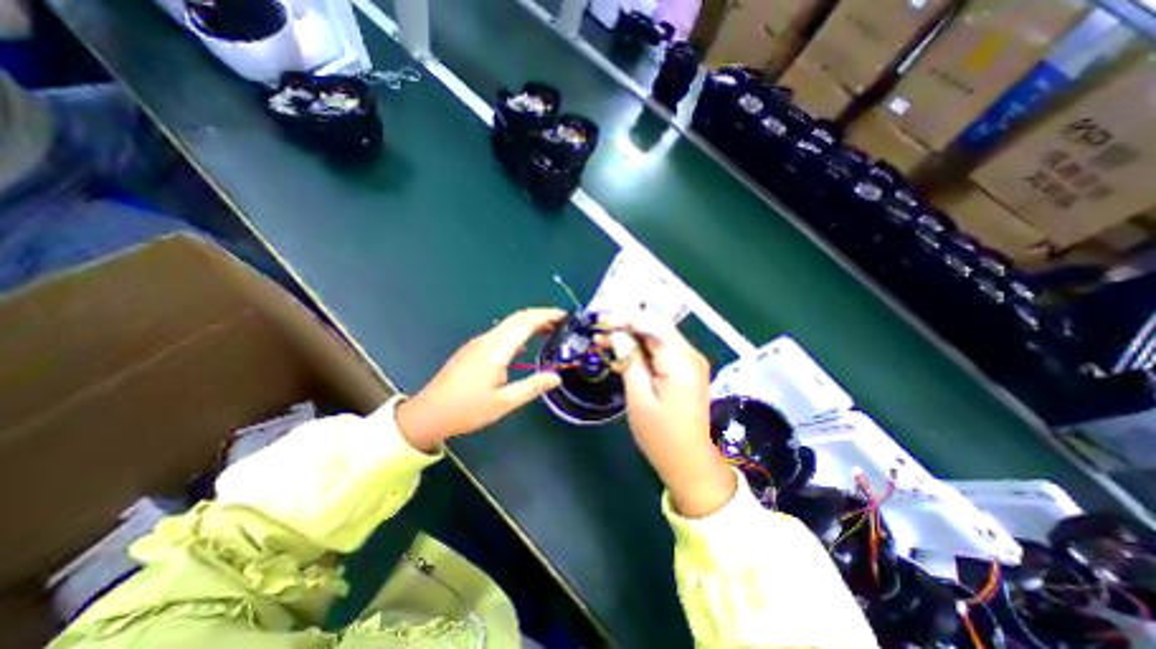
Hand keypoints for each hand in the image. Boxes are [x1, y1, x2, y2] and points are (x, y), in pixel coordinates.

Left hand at [397, 307, 566, 451]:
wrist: (428, 414)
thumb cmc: (467, 410)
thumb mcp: (504, 403)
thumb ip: (532, 387)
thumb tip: (556, 377)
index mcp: (496, 349)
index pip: (526, 322)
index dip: (547, 315)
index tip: (565, 316)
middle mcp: (487, 340)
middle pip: (517, 318)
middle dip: (541, 315)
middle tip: (562, 322)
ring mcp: (478, 343)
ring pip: (508, 324)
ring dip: (529, 323)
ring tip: (549, 331)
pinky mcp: (473, 349)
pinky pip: (500, 334)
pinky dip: (518, 333)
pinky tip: (524, 346)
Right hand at [601, 309, 735, 515]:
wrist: (688, 461)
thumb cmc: (660, 435)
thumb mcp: (639, 398)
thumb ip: (630, 361)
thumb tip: (618, 335)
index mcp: (681, 362)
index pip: (653, 325)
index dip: (625, 318)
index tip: (601, 322)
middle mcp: (691, 355)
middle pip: (657, 326)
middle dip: (627, 324)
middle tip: (599, 330)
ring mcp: (691, 361)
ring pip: (658, 335)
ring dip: (632, 335)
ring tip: (604, 340)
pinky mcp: (686, 368)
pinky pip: (662, 349)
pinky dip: (642, 347)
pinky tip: (623, 352)